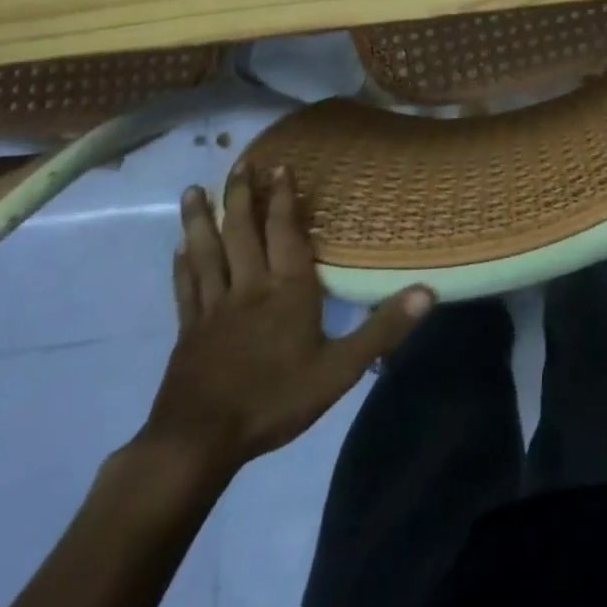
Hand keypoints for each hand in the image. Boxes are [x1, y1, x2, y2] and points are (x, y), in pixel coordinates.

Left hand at [139, 160, 432, 484]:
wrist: (198, 442)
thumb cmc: (275, 400)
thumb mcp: (339, 369)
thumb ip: (382, 329)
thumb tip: (428, 291)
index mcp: (287, 289)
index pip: (284, 232)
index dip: (282, 198)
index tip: (279, 165)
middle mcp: (248, 286)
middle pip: (241, 232)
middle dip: (242, 195)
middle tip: (241, 163)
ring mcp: (213, 307)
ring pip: (206, 252)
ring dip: (201, 219)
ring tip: (194, 189)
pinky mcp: (188, 330)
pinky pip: (186, 287)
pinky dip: (183, 264)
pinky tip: (178, 248)